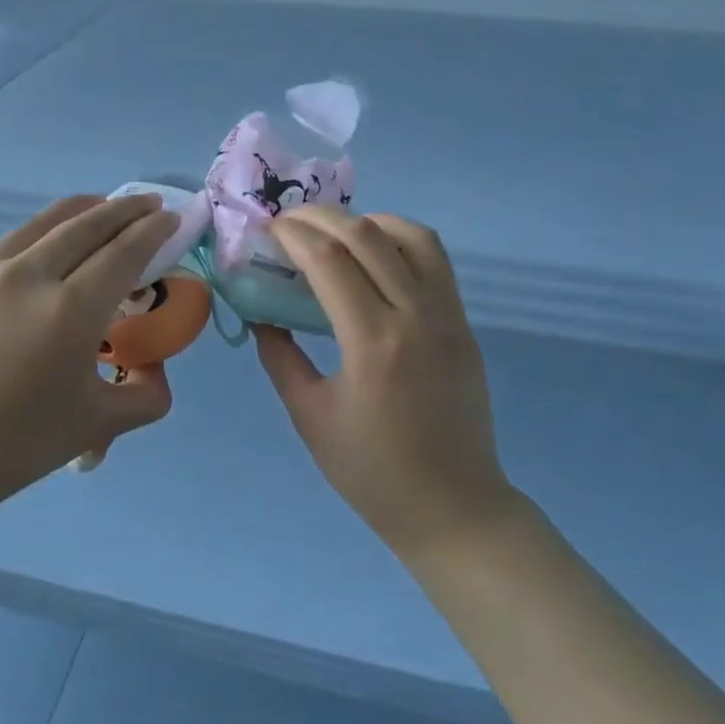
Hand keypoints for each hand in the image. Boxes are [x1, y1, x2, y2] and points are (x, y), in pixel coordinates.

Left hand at [0, 195, 177, 529]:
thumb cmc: (20, 445)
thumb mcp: (100, 423)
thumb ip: (147, 393)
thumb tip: (155, 369)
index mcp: (69, 311)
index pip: (123, 252)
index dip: (152, 230)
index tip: (170, 216)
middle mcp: (27, 277)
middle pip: (86, 224)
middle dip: (125, 208)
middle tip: (148, 203)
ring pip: (42, 224)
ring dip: (82, 211)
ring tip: (102, 208)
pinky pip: (7, 248)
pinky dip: (40, 238)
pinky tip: (46, 253)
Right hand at [254, 206, 515, 559]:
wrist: (453, 506)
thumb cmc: (372, 471)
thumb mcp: (310, 416)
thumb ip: (280, 357)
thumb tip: (259, 313)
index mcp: (373, 343)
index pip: (329, 261)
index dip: (294, 235)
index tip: (269, 229)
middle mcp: (416, 316)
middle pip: (368, 235)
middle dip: (322, 217)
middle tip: (290, 221)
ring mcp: (448, 315)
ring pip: (412, 235)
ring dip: (368, 220)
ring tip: (335, 231)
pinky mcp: (464, 323)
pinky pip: (435, 260)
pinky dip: (400, 240)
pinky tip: (375, 255)